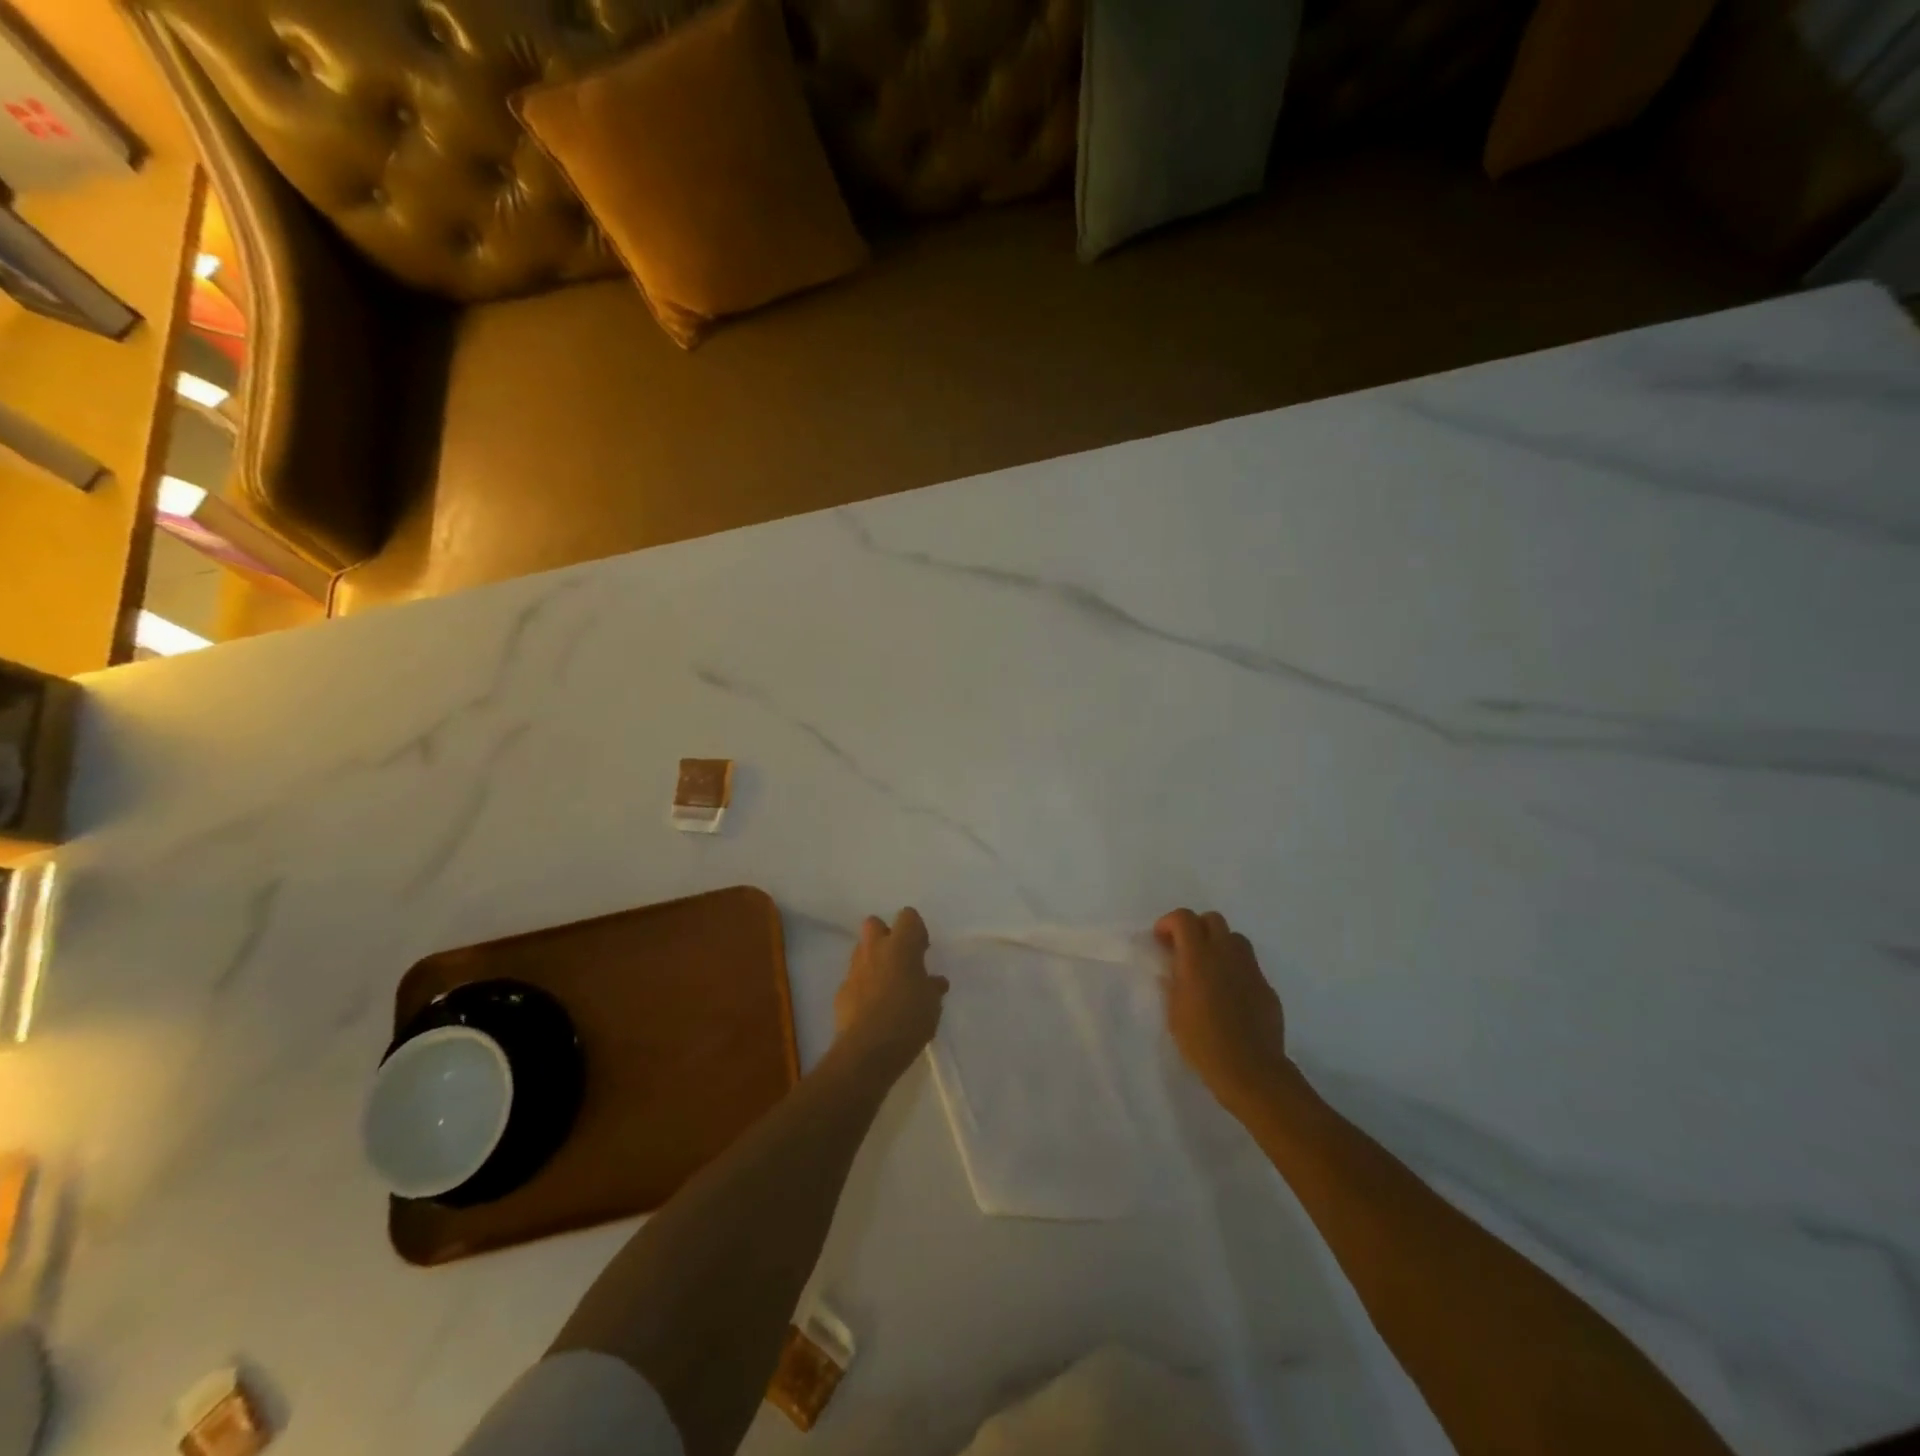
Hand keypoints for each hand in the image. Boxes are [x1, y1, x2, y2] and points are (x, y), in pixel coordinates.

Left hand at [832, 908, 947, 1075]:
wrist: (868, 1050)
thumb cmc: (908, 1019)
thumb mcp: (932, 1004)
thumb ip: (932, 987)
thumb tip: (934, 981)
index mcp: (901, 946)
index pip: (908, 916)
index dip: (916, 930)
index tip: (923, 951)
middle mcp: (875, 949)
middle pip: (874, 923)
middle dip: (886, 935)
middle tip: (901, 960)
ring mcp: (855, 969)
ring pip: (862, 950)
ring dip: (873, 960)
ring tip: (888, 985)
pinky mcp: (841, 991)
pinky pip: (854, 979)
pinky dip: (863, 986)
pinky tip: (873, 1008)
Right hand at [1157, 909, 1291, 1111]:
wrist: (1251, 1070)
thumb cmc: (1202, 1042)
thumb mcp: (1174, 1011)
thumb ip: (1174, 982)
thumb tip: (1174, 969)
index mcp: (1198, 957)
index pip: (1184, 918)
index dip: (1169, 923)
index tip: (1161, 941)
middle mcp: (1226, 954)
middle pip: (1212, 919)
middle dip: (1196, 928)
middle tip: (1184, 951)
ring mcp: (1250, 969)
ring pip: (1235, 938)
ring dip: (1218, 944)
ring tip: (1209, 969)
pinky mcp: (1266, 986)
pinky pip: (1248, 965)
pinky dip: (1235, 969)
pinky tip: (1229, 994)